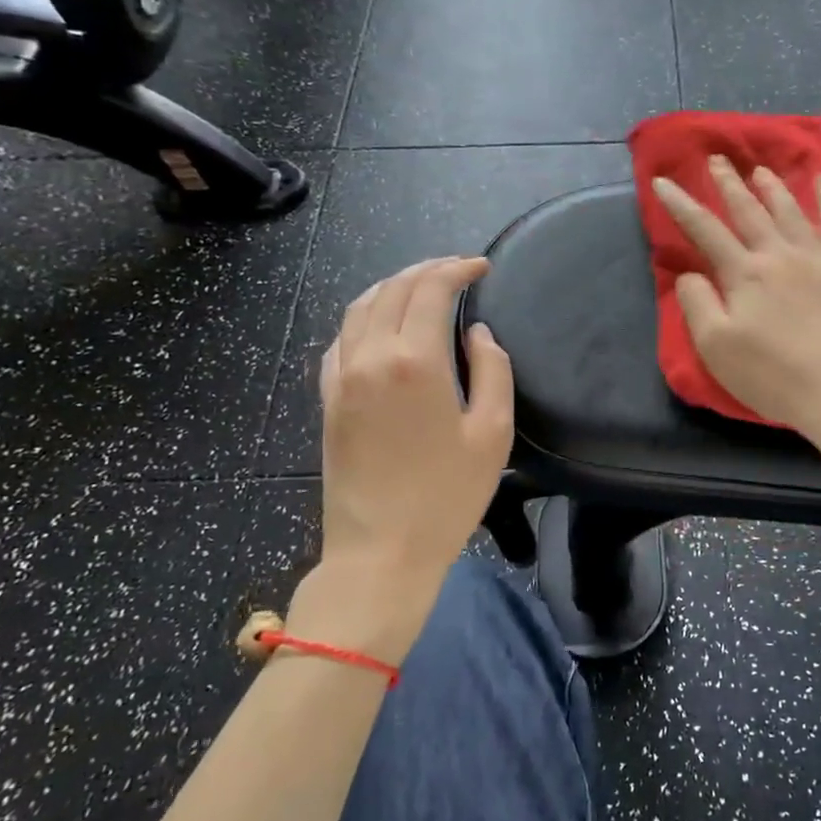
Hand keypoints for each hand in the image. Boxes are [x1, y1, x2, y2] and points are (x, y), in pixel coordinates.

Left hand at [289, 257, 512, 663]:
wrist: (379, 553)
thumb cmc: (446, 497)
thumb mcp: (492, 433)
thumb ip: (492, 371)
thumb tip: (476, 333)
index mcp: (413, 361)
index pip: (431, 289)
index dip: (457, 268)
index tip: (481, 267)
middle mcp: (370, 356)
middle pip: (394, 289)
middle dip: (427, 270)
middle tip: (458, 270)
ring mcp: (341, 377)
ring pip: (361, 307)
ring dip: (393, 286)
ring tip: (422, 287)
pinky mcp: (327, 400)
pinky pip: (341, 339)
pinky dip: (365, 317)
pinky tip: (382, 326)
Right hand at [652, 157, 820, 453]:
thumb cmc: (776, 376)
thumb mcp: (718, 348)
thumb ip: (698, 305)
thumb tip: (688, 273)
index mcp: (744, 273)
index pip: (704, 230)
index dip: (681, 204)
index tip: (662, 181)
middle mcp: (780, 253)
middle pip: (749, 210)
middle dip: (728, 184)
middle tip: (716, 159)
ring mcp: (820, 256)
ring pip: (791, 209)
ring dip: (772, 187)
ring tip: (760, 170)